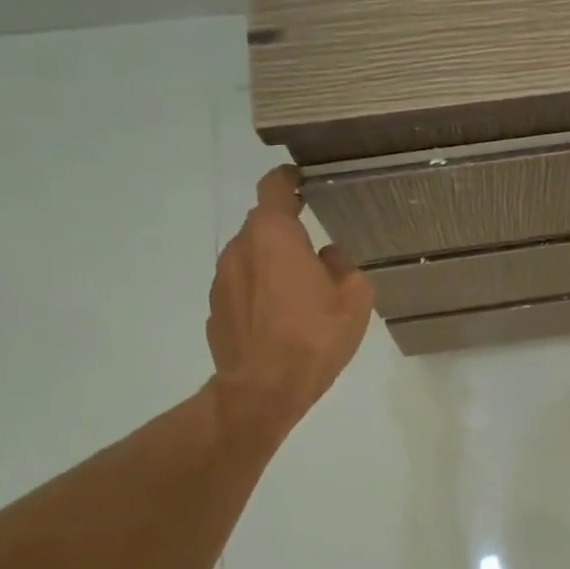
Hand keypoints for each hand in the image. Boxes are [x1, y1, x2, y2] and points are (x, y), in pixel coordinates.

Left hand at [207, 166, 374, 441]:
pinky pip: (242, 288)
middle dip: (287, 234)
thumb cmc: (314, 336)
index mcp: (274, 235)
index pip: (274, 187)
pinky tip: (280, 320)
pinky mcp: (215, 310)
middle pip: (264, 227)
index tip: (302, 180)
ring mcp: (221, 280)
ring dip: (273, 266)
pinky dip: (259, 293)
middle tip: (316, 255)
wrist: (262, 390)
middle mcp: (240, 248)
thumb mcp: (354, 298)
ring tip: (300, 295)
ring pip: (252, 258)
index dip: (288, 179)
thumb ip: (344, 266)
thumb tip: (328, 256)